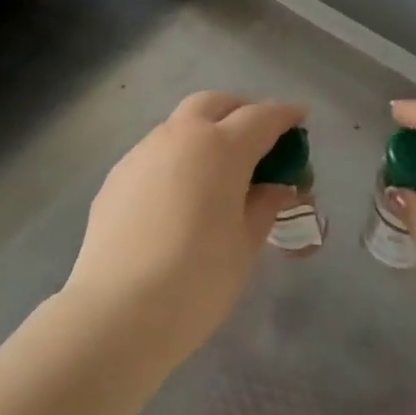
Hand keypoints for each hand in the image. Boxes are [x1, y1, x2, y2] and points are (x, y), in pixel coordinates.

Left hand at [65, 92, 304, 360]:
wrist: (118, 310)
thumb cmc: (198, 279)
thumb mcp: (245, 244)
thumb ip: (264, 205)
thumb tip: (277, 187)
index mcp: (219, 148)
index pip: (260, 117)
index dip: (285, 115)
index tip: (300, 118)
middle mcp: (178, 138)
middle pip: (213, 104)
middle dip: (240, 110)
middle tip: (258, 137)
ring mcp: (140, 155)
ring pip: (178, 125)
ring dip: (204, 133)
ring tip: (218, 170)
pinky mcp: (116, 178)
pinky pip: (154, 154)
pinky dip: (176, 159)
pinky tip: (180, 195)